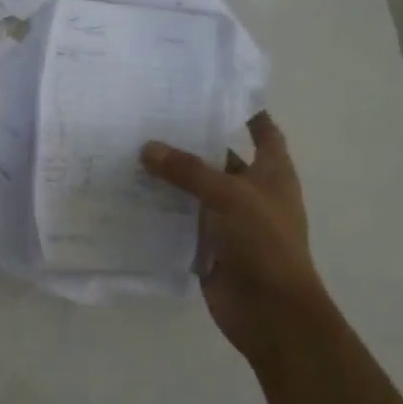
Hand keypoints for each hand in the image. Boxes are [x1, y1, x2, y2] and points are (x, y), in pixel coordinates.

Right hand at [141, 112, 324, 365]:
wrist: (270, 312)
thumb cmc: (264, 243)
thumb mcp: (228, 196)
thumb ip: (188, 171)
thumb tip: (148, 148)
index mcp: (272, 173)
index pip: (263, 131)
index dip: (245, 111)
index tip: (211, 91)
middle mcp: (251, 192)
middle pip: (220, 158)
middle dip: (191, 142)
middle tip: (150, 118)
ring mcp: (229, 221)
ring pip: (195, 190)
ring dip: (170, 176)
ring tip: (130, 151)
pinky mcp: (208, 245)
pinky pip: (181, 220)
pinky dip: (161, 210)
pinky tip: (130, 195)